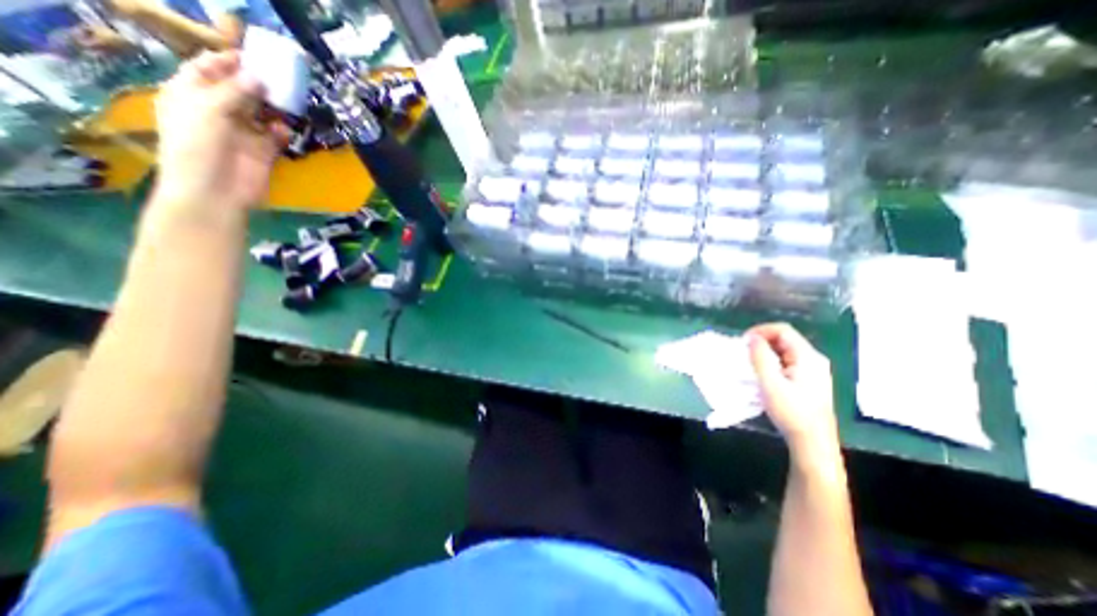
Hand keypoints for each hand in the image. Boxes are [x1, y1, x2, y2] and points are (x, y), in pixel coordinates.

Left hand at [155, 50, 289, 218]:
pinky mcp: (263, 152)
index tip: (252, 56)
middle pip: (239, 90)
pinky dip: (282, 132)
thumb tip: (259, 78)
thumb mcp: (209, 110)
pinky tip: (285, 130)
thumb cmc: (198, 146)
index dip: (227, 61)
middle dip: (257, 83)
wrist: (215, 191)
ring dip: (274, 107)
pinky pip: (276, 136)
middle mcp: (217, 111)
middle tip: (279, 77)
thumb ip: (235, 92)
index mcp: (191, 95)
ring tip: (288, 100)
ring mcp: (242, 133)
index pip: (207, 69)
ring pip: (261, 113)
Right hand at [746, 325, 840, 460]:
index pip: (782, 330)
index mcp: (808, 357)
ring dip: (764, 353)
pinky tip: (762, 375)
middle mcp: (813, 360)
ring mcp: (812, 371)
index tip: (743, 342)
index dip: (760, 331)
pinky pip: (785, 362)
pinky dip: (770, 363)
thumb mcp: (770, 383)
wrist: (812, 442)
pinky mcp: (807, 381)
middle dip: (761, 342)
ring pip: (783, 351)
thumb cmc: (791, 412)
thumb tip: (751, 337)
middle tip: (743, 353)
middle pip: (783, 339)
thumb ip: (760, 357)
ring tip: (749, 364)